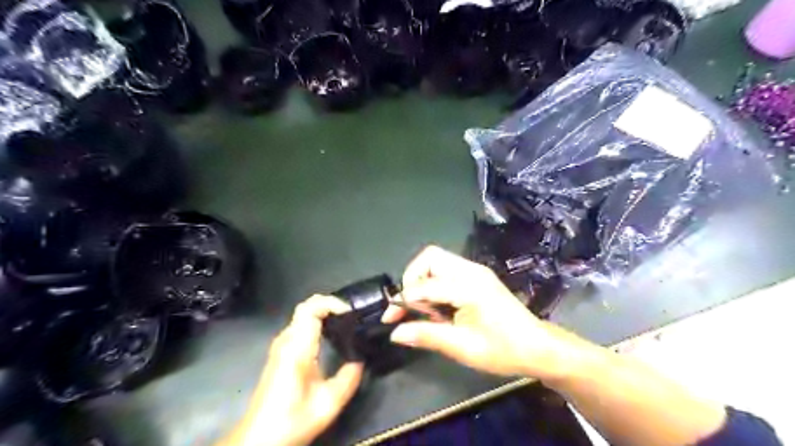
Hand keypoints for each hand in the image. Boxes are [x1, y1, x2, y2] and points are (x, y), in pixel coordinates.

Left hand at [225, 297, 364, 445]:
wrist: (259, 439)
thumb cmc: (293, 420)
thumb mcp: (329, 403)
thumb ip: (349, 378)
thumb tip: (361, 359)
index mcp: (297, 348)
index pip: (310, 308)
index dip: (331, 303)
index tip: (350, 312)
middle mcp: (286, 340)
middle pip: (306, 306)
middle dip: (330, 304)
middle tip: (351, 315)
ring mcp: (280, 345)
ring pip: (302, 314)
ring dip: (323, 312)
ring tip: (345, 321)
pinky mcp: (279, 352)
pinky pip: (299, 325)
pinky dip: (316, 320)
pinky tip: (330, 334)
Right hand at [382, 246, 585, 381]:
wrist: (538, 347)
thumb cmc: (503, 350)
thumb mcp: (463, 348)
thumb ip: (427, 335)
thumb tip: (395, 333)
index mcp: (469, 287)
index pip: (425, 285)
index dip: (403, 300)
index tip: (389, 319)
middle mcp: (471, 270)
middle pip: (430, 257)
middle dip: (412, 279)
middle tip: (410, 307)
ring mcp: (475, 271)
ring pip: (437, 261)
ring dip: (422, 280)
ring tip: (424, 309)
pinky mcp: (477, 276)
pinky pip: (446, 269)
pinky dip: (434, 282)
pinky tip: (438, 306)